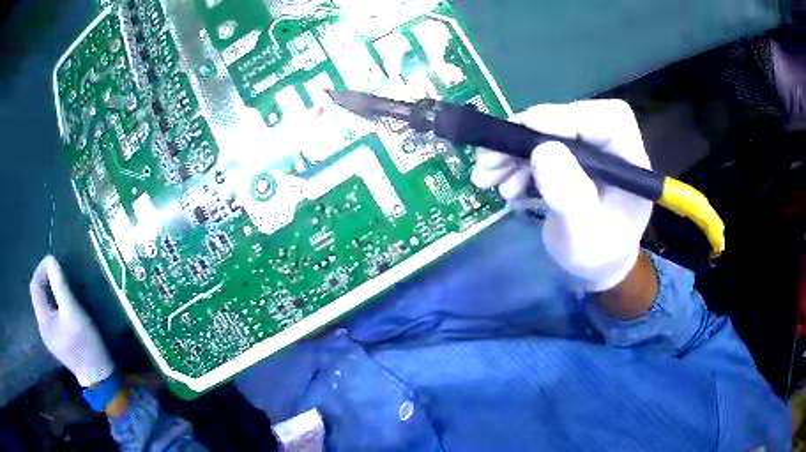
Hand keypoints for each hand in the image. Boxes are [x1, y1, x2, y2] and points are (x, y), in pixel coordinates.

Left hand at [29, 255, 114, 386]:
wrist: (98, 377)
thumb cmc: (85, 343)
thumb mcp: (73, 312)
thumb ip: (60, 286)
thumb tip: (51, 261)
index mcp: (43, 320)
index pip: (35, 287)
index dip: (41, 269)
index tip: (52, 261)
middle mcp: (42, 328)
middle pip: (38, 296)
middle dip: (45, 279)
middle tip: (57, 271)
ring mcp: (49, 337)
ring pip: (44, 306)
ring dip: (49, 291)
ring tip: (60, 285)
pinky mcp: (56, 342)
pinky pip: (49, 316)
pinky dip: (53, 304)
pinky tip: (63, 305)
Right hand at [471, 100, 652, 291]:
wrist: (595, 268)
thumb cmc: (597, 256)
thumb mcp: (584, 235)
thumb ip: (569, 196)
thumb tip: (542, 149)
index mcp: (629, 162)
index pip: (608, 120)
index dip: (569, 116)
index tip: (529, 127)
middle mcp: (610, 149)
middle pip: (570, 121)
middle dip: (527, 137)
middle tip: (489, 157)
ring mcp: (588, 153)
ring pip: (548, 134)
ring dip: (513, 152)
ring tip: (485, 177)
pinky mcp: (570, 159)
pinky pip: (539, 149)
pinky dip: (515, 163)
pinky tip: (502, 186)